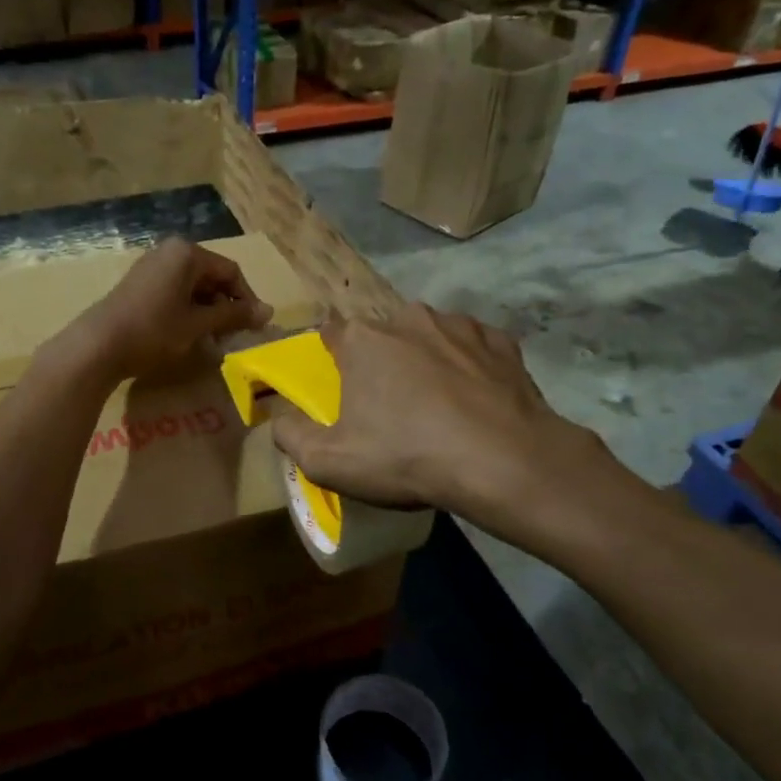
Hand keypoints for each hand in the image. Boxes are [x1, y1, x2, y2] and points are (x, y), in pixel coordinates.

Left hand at [56, 238, 271, 383]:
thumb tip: (269, 312)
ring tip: (212, 338)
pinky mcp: (138, 283)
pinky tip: (188, 333)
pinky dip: (187, 309)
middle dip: (226, 305)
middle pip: (211, 276)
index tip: (254, 326)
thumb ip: (234, 315)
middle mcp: (169, 251)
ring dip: (207, 310)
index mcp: (187, 253)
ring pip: (193, 285)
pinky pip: (174, 290)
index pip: (230, 271)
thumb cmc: (154, 331)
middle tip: (233, 335)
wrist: (98, 345)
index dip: (247, 299)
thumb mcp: (199, 324)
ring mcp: (151, 266)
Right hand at [271, 304, 616, 518]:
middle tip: (390, 405)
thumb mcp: (329, 462)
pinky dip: (469, 367)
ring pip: (429, 336)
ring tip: (438, 405)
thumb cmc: (405, 457)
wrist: (503, 461)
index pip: (331, 332)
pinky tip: (475, 399)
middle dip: (381, 361)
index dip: (332, 357)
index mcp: (363, 340)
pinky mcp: (500, 341)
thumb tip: (277, 418)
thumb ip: (290, 436)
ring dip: (426, 360)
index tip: (339, 384)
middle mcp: (408, 318)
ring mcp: (459, 326)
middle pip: (382, 335)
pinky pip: (473, 348)